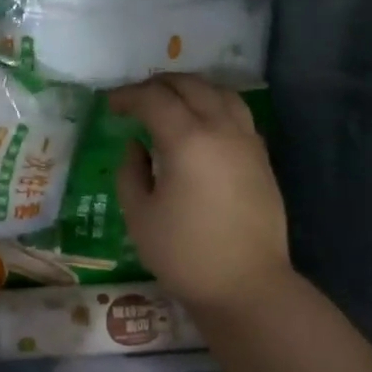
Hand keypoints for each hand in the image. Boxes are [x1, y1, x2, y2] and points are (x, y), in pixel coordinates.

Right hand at [108, 75, 290, 311]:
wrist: (246, 285)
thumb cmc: (184, 254)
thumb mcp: (139, 215)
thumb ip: (131, 172)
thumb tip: (136, 146)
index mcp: (187, 141)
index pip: (153, 100)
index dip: (127, 96)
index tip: (109, 104)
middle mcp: (221, 130)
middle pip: (190, 86)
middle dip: (158, 85)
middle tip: (135, 98)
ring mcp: (247, 142)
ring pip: (221, 94)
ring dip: (191, 89)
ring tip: (171, 101)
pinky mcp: (262, 159)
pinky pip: (237, 115)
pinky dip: (214, 106)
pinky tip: (202, 124)